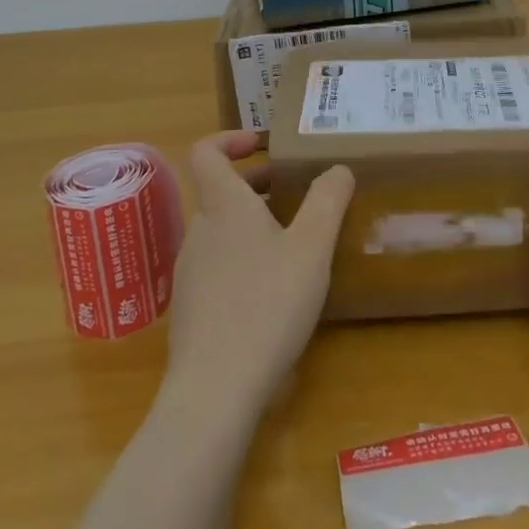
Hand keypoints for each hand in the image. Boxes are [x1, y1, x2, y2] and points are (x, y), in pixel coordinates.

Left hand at [163, 132, 354, 416]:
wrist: (215, 390)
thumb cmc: (267, 303)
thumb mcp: (312, 247)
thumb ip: (327, 200)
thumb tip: (338, 168)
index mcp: (224, 205)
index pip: (206, 151)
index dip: (230, 139)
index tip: (263, 145)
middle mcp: (200, 230)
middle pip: (219, 191)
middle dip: (256, 185)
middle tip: (295, 192)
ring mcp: (190, 271)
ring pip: (220, 230)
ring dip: (252, 223)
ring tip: (292, 241)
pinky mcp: (190, 309)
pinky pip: (217, 265)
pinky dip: (243, 259)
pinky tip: (272, 290)